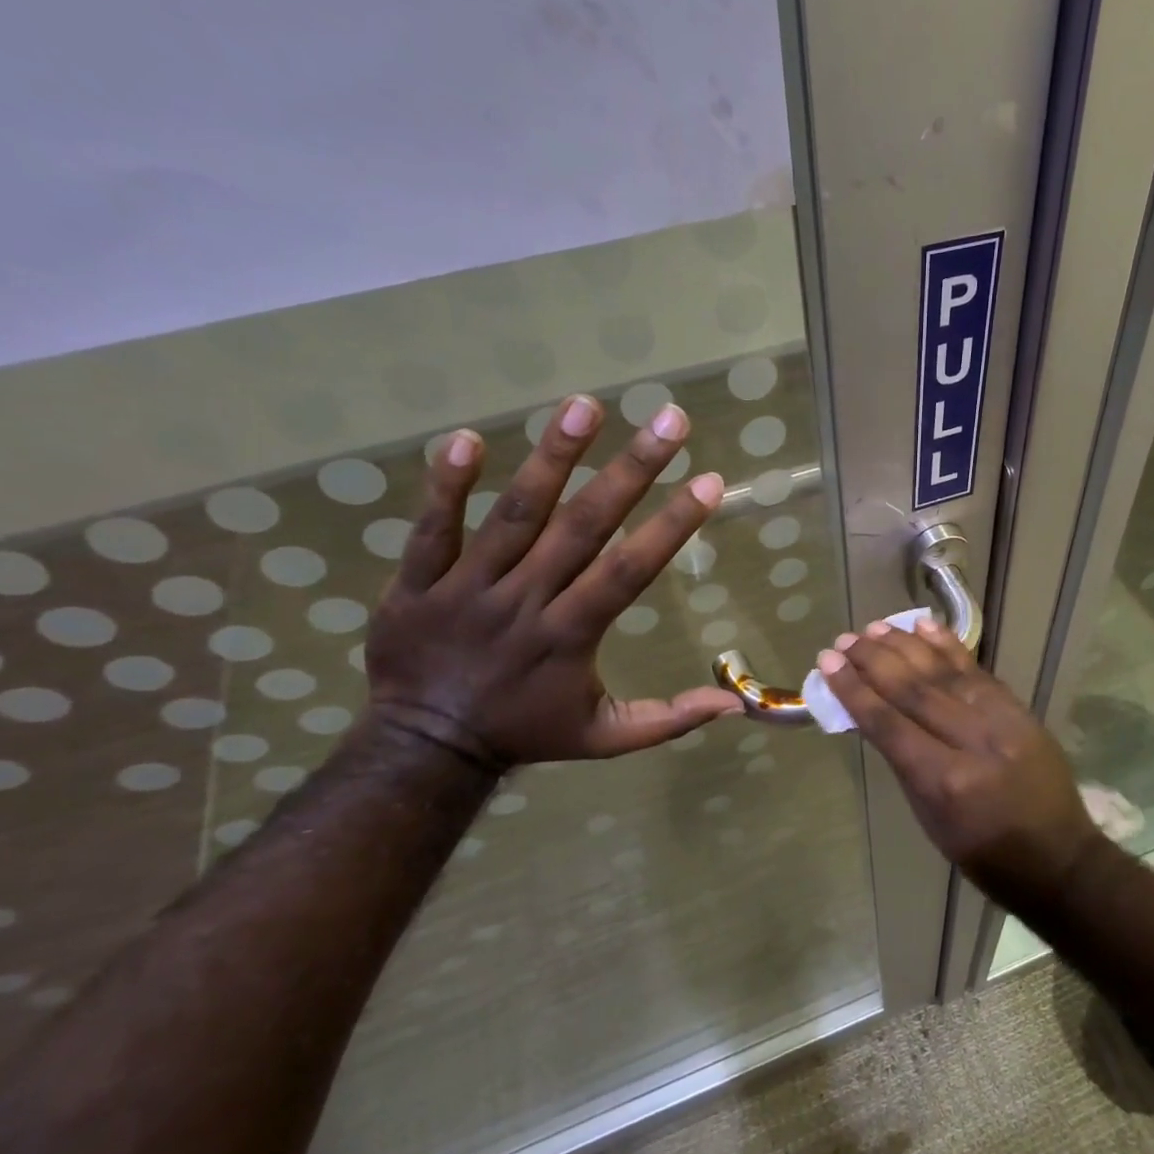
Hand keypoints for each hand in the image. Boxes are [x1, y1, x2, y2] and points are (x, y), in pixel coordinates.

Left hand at [365, 396, 744, 769]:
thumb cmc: (527, 732)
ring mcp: (467, 588)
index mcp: (571, 636)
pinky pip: (432, 530)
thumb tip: (735, 704)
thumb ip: (669, 719)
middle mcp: (525, 602)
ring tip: (586, 405)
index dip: (672, 526)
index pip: (629, 570)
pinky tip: (466, 438)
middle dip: (631, 470)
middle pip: (582, 527)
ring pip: (514, 516)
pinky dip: (446, 486)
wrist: (425, 748)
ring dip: (552, 458)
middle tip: (669, 418)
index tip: (709, 482)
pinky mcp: (418, 583)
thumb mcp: (606, 739)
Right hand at [816, 620, 1104, 895]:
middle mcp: (973, 743)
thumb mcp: (930, 820)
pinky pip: (977, 671)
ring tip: (874, 628)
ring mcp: (1002, 721)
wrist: (1059, 858)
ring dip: (905, 646)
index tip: (829, 664)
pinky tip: (924, 625)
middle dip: (874, 661)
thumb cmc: (984, 853)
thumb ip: (904, 764)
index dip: (855, 691)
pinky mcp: (1020, 709)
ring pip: (944, 673)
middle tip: (845, 641)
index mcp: (946, 782)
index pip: (889, 725)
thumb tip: (874, 715)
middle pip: (914, 691)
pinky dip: (949, 646)